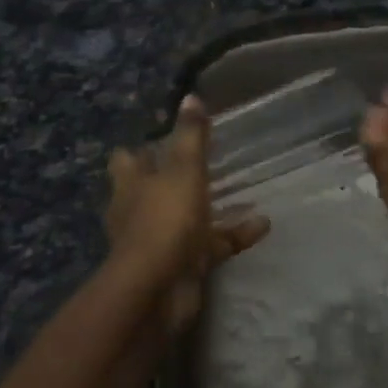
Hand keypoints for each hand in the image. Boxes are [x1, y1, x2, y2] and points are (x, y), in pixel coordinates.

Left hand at [105, 97, 269, 333]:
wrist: (158, 291)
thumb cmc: (165, 219)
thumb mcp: (183, 170)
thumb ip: (190, 135)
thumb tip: (191, 96)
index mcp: (130, 184)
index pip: (125, 161)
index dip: (139, 150)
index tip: (160, 138)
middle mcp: (138, 211)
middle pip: (151, 189)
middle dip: (173, 178)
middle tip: (202, 161)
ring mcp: (158, 242)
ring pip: (183, 218)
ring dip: (207, 208)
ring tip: (239, 190)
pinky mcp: (181, 266)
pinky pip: (211, 245)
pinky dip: (234, 235)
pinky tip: (262, 224)